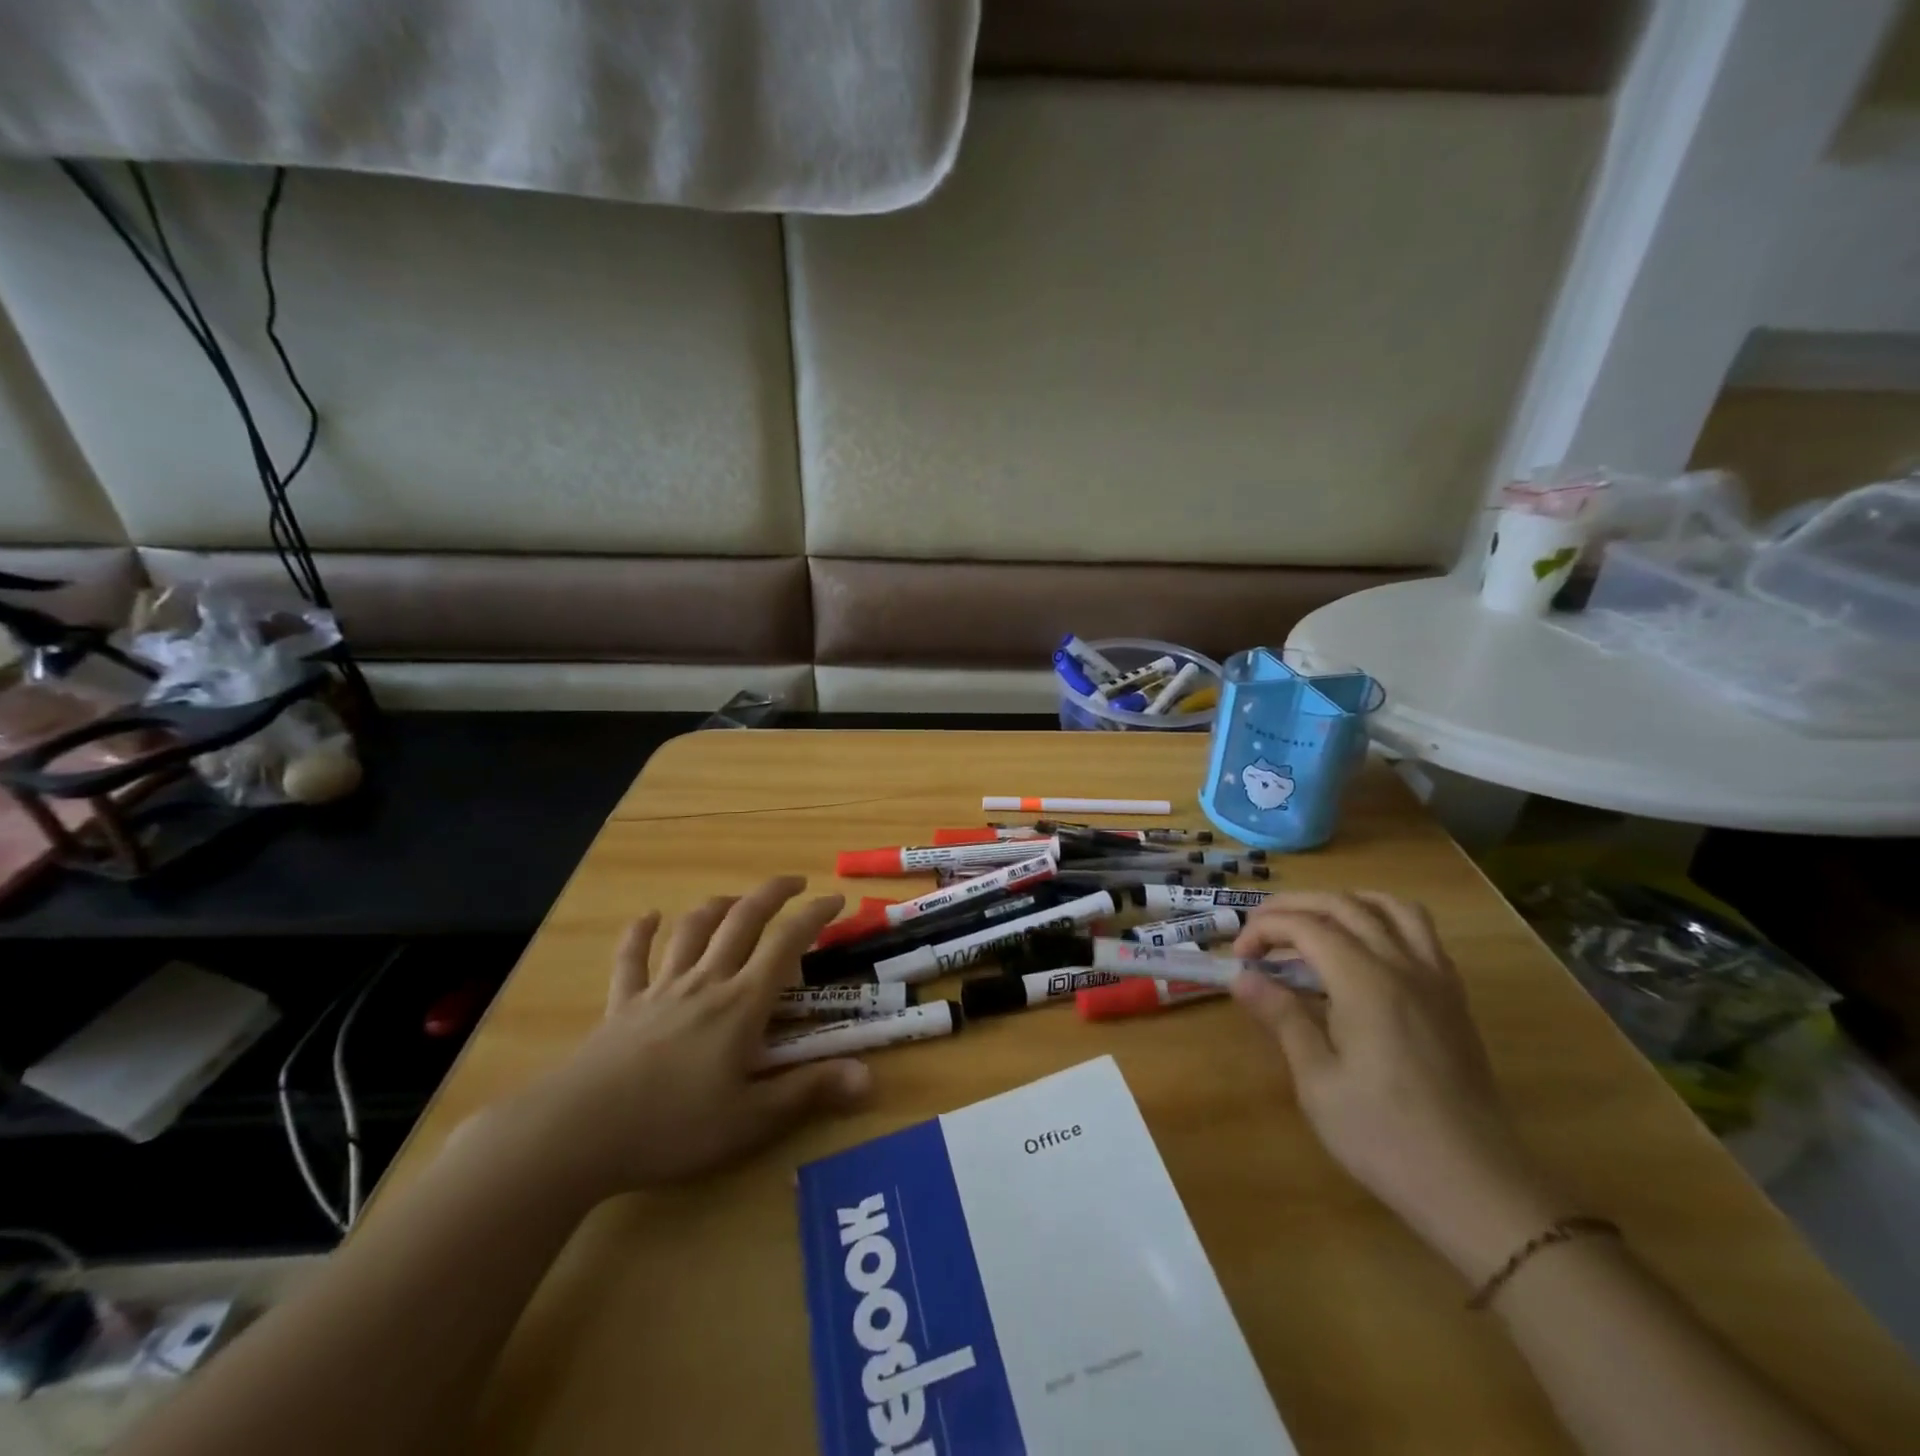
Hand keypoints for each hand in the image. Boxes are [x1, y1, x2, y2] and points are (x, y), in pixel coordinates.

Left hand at [516, 876, 871, 1202]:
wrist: (576, 1133)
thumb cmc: (672, 1127)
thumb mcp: (751, 1120)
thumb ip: (809, 1092)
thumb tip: (869, 1077)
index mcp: (741, 1004)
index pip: (786, 943)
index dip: (814, 916)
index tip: (836, 899)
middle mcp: (705, 982)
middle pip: (742, 920)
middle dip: (772, 894)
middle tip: (795, 882)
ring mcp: (660, 989)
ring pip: (693, 930)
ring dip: (718, 906)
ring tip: (736, 899)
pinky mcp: (622, 1005)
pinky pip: (631, 959)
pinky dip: (640, 933)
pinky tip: (648, 918)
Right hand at [1232, 891, 1563, 1279]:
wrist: (1476, 1187)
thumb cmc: (1385, 1137)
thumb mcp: (1318, 1081)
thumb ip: (1282, 1018)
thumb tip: (1243, 978)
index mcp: (1365, 982)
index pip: (1305, 927)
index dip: (1264, 930)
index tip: (1239, 958)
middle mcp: (1403, 965)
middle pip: (1343, 905)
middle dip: (1292, 907)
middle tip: (1259, 932)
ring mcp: (1435, 979)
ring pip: (1390, 907)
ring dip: (1343, 903)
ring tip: (1312, 925)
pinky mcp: (1453, 998)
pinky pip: (1420, 933)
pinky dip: (1383, 921)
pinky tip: (1363, 951)